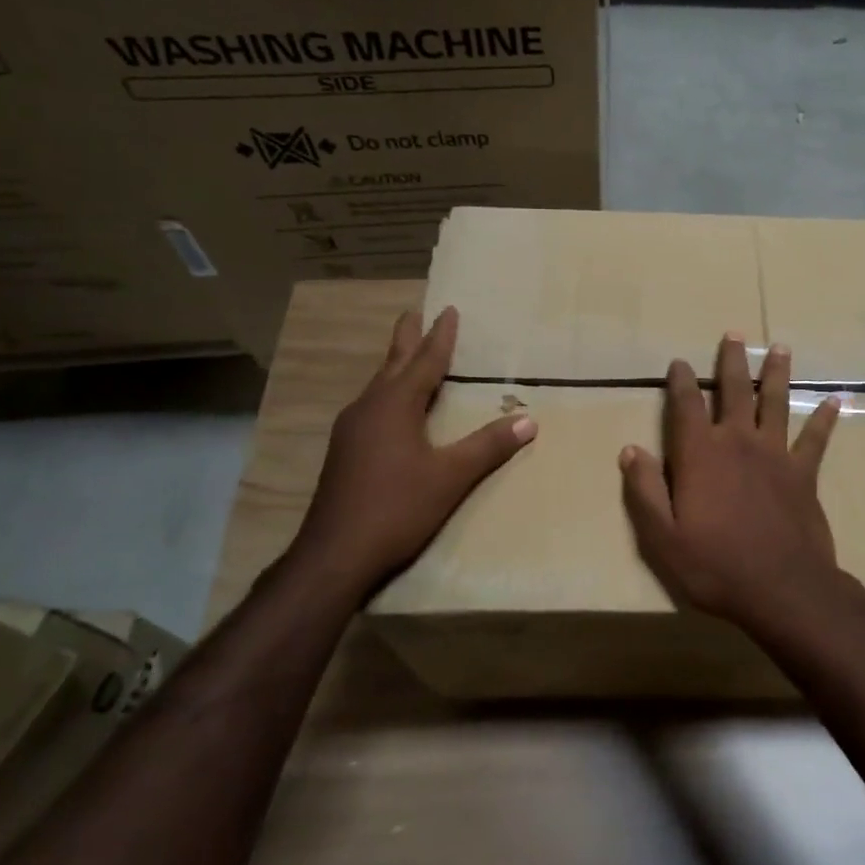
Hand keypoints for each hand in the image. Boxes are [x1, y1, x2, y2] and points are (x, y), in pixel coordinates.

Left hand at [283, 306, 534, 601]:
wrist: (334, 554)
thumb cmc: (397, 508)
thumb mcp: (451, 477)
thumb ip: (489, 446)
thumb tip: (529, 420)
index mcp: (395, 405)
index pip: (425, 361)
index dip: (440, 336)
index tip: (449, 310)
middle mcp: (369, 408)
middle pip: (392, 363)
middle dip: (407, 338)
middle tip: (414, 312)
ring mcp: (351, 430)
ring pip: (378, 386)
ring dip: (395, 366)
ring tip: (408, 355)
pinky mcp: (344, 453)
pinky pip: (371, 407)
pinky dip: (388, 393)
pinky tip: (391, 409)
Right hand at [620, 334, 863, 636]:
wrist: (782, 589)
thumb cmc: (714, 565)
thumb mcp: (662, 537)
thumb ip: (645, 491)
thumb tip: (630, 451)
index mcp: (700, 455)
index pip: (686, 406)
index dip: (680, 381)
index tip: (678, 362)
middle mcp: (738, 443)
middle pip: (735, 391)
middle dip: (732, 361)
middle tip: (734, 334)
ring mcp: (775, 455)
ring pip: (776, 403)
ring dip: (777, 374)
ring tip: (781, 348)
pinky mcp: (804, 473)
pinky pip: (816, 438)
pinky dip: (825, 418)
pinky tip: (836, 399)